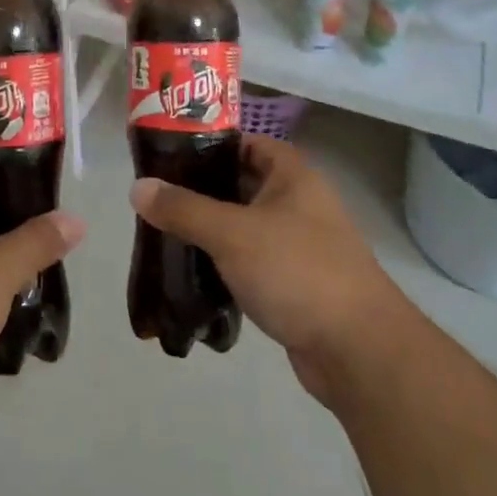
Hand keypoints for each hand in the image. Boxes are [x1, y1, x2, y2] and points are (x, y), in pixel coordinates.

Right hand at [130, 134, 408, 404]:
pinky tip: (192, 272)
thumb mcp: (232, 233)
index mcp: (292, 175)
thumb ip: (183, 208)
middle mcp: (298, 202)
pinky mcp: (294, 283)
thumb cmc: (297, 271)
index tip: (167, 155)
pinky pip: (250, 262)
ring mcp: (298, 244)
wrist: (359, 352)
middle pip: (240, 184)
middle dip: (200, 190)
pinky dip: (224, 264)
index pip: (244, 143)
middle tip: (157, 197)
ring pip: (243, 226)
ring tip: (165, 233)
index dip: (207, 144)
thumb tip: (137, 187)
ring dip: (210, 230)